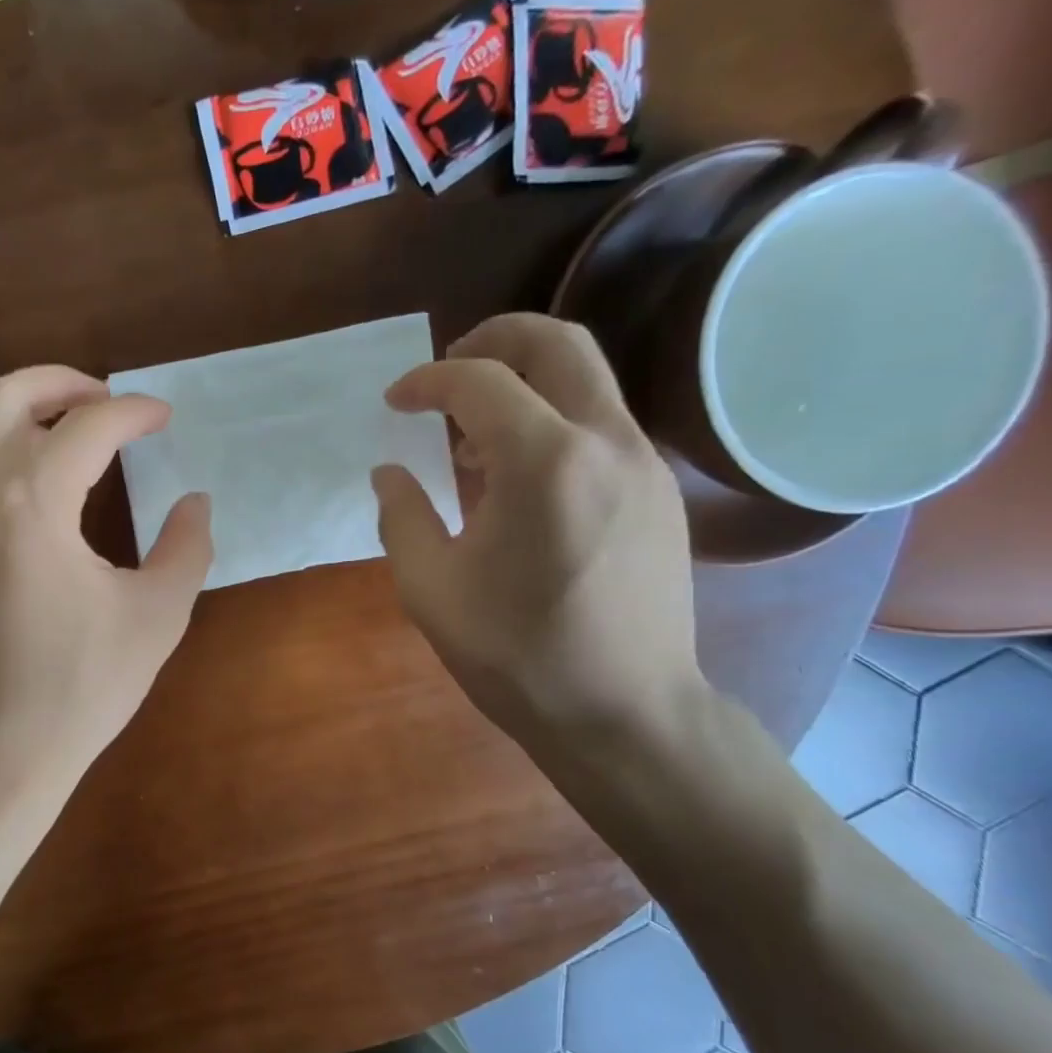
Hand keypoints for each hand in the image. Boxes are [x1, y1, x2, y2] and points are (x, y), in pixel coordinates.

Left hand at [0, 366, 211, 829]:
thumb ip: (186, 546)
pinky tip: (36, 489)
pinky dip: (0, 454)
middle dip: (64, 382)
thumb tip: (195, 502)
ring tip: (74, 432)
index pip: (87, 425)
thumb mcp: (157, 616)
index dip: (133, 413)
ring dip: (27, 414)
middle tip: (109, 399)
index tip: (163, 419)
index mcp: (31, 504)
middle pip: (7, 396)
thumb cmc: (81, 688)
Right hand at [372, 313, 701, 747]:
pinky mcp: (660, 491)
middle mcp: (606, 443)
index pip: (479, 382)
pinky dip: (553, 418)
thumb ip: (402, 515)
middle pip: (557, 343)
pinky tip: (518, 474)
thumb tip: (391, 472)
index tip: (395, 402)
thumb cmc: (518, 654)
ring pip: (588, 378)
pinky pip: (601, 423)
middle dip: (494, 338)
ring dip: (525, 380)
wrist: (625, 713)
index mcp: (544, 463)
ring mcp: (645, 464)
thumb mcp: (430, 588)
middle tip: (447, 368)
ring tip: (472, 429)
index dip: (427, 382)